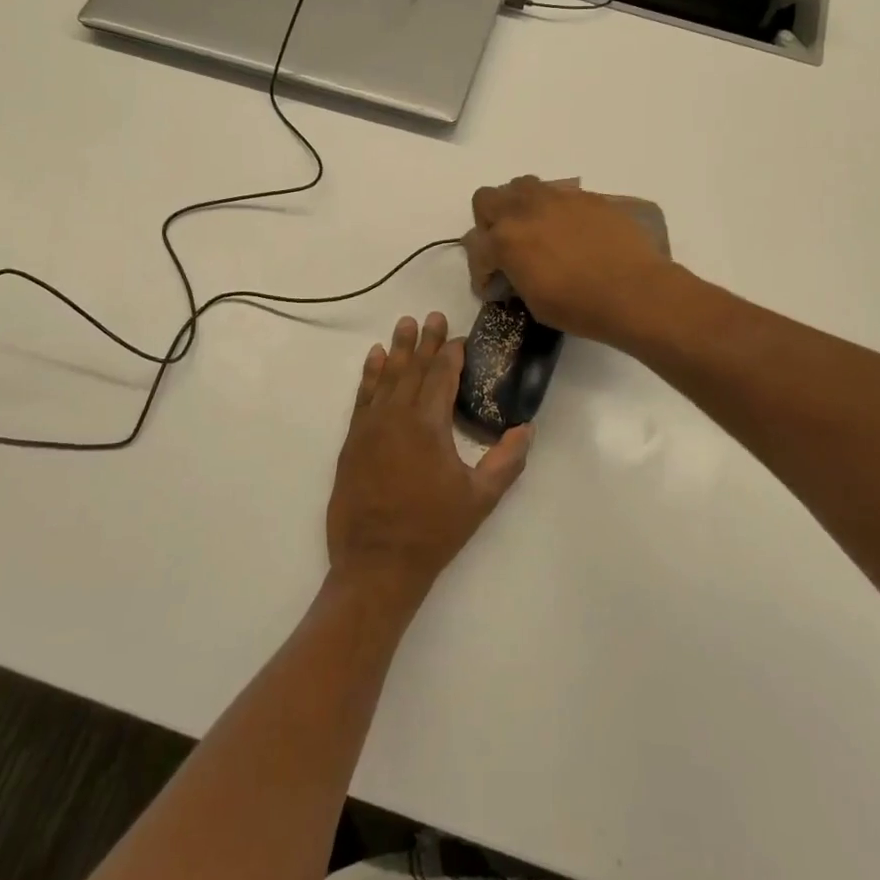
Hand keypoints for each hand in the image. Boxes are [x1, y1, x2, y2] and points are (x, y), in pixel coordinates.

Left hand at [327, 313, 532, 610]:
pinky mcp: (353, 441)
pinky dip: (370, 374)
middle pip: (414, 369)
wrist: (375, 564)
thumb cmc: (432, 531)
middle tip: (433, 315)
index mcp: (428, 425)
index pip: (441, 376)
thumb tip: (527, 429)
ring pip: (387, 377)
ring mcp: (370, 427)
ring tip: (405, 324)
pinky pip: (363, 397)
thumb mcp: (480, 499)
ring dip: (398, 349)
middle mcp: (396, 416)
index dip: (452, 353)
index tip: (460, 336)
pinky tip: (375, 358)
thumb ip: (506, 461)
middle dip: (426, 341)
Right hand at [465, 176, 673, 341]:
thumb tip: (513, 271)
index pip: (475, 248)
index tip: (492, 286)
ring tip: (534, 230)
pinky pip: (559, 194)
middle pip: (486, 199)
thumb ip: (515, 277)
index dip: (480, 272)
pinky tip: (571, 233)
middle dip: (488, 223)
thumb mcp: (534, 302)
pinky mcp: (587, 197)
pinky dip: (555, 210)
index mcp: (506, 240)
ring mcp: (558, 198)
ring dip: (519, 206)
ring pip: (522, 186)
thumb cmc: (580, 307)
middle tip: (504, 247)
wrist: (636, 292)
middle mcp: (525, 210)